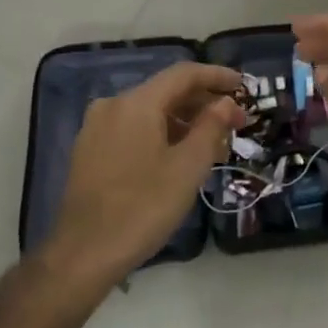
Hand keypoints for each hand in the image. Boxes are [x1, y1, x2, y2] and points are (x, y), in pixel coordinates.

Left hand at [43, 63, 244, 292]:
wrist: (84, 253)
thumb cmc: (143, 208)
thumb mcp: (188, 167)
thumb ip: (211, 127)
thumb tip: (226, 103)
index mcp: (136, 103)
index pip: (183, 74)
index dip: (217, 76)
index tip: (244, 86)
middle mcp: (112, 106)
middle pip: (166, 92)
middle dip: (204, 104)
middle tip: (236, 123)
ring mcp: (96, 128)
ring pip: (150, 112)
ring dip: (184, 122)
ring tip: (214, 145)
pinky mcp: (90, 150)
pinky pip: (133, 129)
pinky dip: (161, 134)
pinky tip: (180, 156)